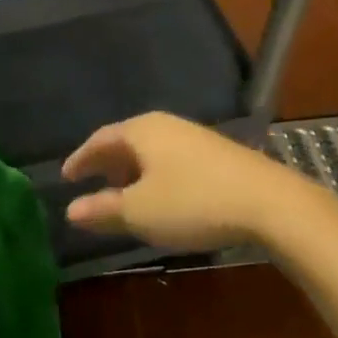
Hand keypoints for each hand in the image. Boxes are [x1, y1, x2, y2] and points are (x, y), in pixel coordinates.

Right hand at [62, 112, 297, 251]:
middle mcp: (166, 125)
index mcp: (141, 131)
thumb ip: (103, 210)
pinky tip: (163, 196)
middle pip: (126, 141)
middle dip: (107, 163)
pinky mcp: (218, 153)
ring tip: (125, 194)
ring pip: (151, 150)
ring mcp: (195, 136)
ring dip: (133, 171)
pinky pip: (172, 158)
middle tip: (92, 184)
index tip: (67, 176)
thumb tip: (70, 210)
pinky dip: (157, 174)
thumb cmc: (193, 202)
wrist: (271, 203)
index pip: (100, 139)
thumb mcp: (140, 212)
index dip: (80, 159)